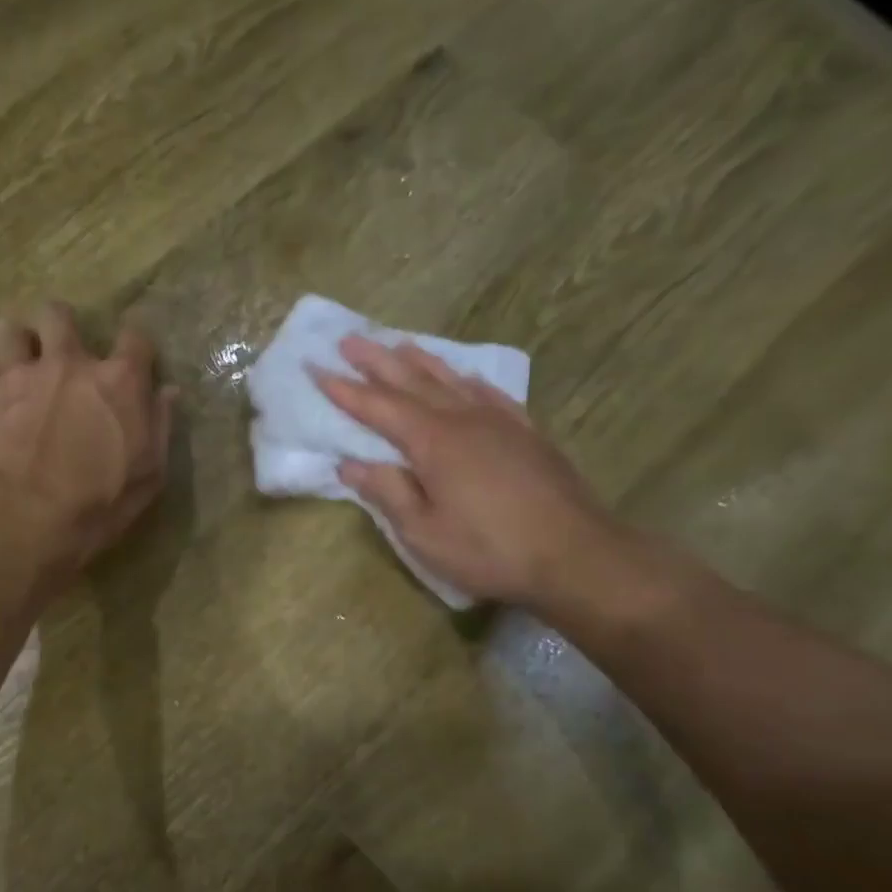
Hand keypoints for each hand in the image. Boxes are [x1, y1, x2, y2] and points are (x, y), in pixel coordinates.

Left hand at [0, 302, 174, 584]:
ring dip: (17, 340)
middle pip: (61, 317)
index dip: (134, 346)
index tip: (132, 359)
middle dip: (61, 325)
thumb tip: (167, 392)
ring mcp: (18, 375)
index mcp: (118, 383)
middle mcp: (68, 364)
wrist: (20, 518)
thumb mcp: (148, 476)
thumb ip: (159, 427)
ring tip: (17, 359)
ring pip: (12, 332)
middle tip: (59, 347)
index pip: (135, 340)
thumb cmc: (96, 505)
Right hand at [312, 334, 622, 610]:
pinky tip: (465, 375)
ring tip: (398, 343)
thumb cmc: (488, 549)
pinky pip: (490, 394)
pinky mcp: (526, 433)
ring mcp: (499, 422)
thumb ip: (388, 493)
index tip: (316, 367)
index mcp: (433, 443)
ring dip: (420, 361)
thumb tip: (351, 464)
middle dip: (376, 361)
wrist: (574, 553)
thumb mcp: (424, 533)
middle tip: (349, 339)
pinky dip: (468, 380)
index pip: (378, 408)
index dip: (344, 389)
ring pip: (451, 380)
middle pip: (412, 382)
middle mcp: (463, 420)